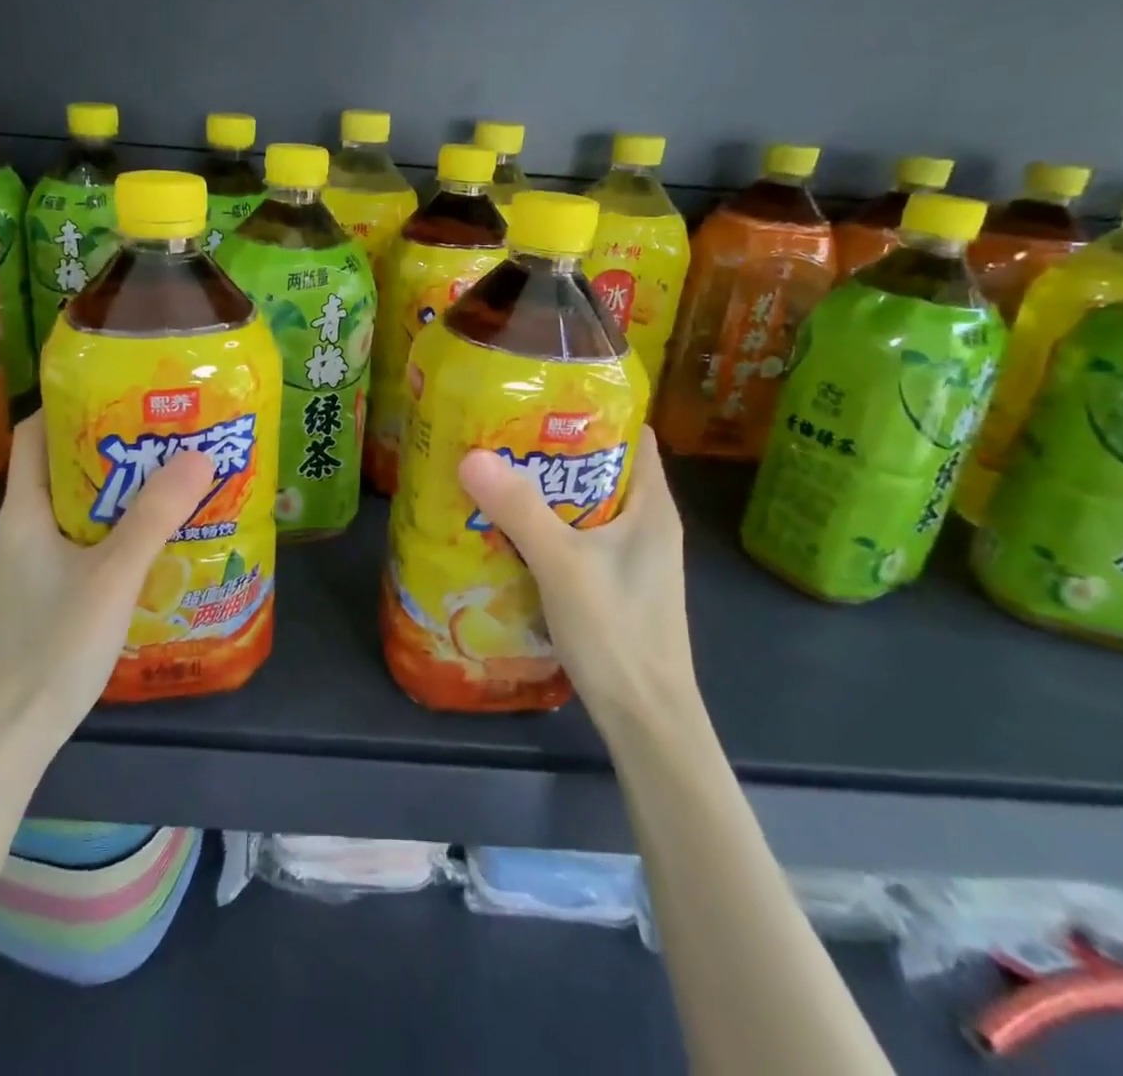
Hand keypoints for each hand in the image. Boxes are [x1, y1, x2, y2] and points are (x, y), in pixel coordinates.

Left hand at [0, 412, 215, 748]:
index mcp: (24, 512)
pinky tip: (156, 536)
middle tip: (167, 432)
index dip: (70, 405)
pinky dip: (118, 526)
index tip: (123, 392)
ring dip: (121, 489)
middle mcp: (25, 529)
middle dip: (113, 445)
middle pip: (64, 466)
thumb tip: (199, 455)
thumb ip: (155, 516)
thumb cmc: (53, 645)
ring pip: (79, 505)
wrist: (13, 734)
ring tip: (172, 475)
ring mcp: (35, 563)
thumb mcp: (112, 575)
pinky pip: (86, 539)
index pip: (34, 434)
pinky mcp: (50, 590)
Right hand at [457, 426, 697, 732]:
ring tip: (498, 476)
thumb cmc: (617, 632)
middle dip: (556, 453)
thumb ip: (519, 510)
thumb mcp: (562, 564)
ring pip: (588, 508)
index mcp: (652, 507)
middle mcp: (648, 525)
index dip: (595, 414)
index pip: (634, 437)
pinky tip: (510, 533)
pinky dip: (550, 529)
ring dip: (549, 493)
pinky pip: (581, 540)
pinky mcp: (616, 586)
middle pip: (603, 469)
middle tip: (504, 437)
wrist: (646, 721)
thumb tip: (471, 456)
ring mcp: (633, 559)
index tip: (544, 401)